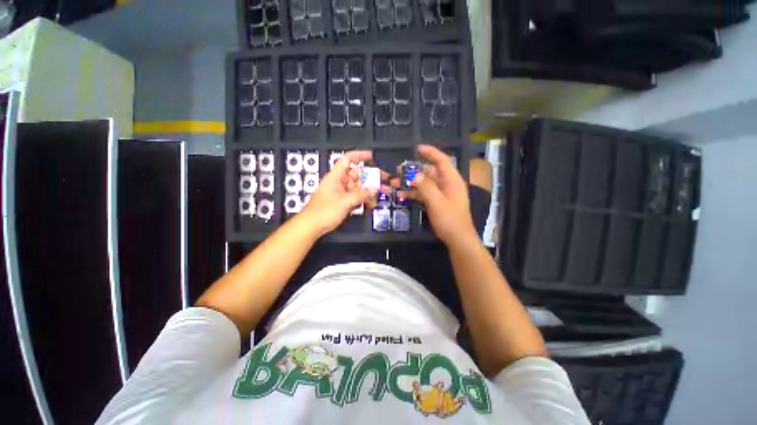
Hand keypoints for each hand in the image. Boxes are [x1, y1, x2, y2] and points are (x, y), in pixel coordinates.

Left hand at [301, 150, 374, 235]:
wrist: (312, 226)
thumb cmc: (324, 212)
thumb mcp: (344, 202)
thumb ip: (360, 195)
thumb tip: (373, 190)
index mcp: (335, 177)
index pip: (347, 160)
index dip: (359, 155)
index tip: (372, 156)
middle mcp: (338, 182)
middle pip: (356, 174)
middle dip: (369, 175)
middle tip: (383, 178)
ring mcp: (340, 192)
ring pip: (357, 186)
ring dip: (368, 188)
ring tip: (381, 190)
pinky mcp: (342, 201)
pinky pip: (355, 196)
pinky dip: (363, 197)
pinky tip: (372, 200)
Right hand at [404, 145, 477, 246]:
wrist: (457, 240)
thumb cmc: (450, 220)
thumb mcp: (437, 202)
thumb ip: (426, 187)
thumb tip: (414, 174)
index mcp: (452, 180)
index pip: (442, 160)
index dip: (430, 152)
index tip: (416, 148)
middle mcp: (447, 184)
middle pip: (429, 172)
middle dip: (413, 171)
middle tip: (397, 171)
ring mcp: (441, 194)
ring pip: (424, 184)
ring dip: (410, 183)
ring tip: (394, 183)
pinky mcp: (436, 202)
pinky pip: (424, 194)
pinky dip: (413, 194)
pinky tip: (401, 195)